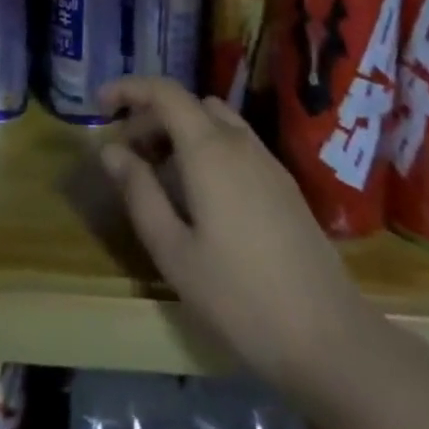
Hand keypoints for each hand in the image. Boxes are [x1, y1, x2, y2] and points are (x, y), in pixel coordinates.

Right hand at [98, 76, 366, 388]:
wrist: (330, 339)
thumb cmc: (240, 297)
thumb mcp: (173, 251)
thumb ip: (139, 193)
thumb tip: (110, 150)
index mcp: (209, 150)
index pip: (165, 92)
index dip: (129, 89)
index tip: (99, 106)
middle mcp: (240, 142)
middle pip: (189, 104)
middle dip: (150, 117)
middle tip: (124, 154)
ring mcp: (268, 162)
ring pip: (215, 122)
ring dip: (180, 132)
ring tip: (158, 174)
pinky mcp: (284, 185)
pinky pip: (236, 145)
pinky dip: (206, 148)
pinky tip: (199, 195)